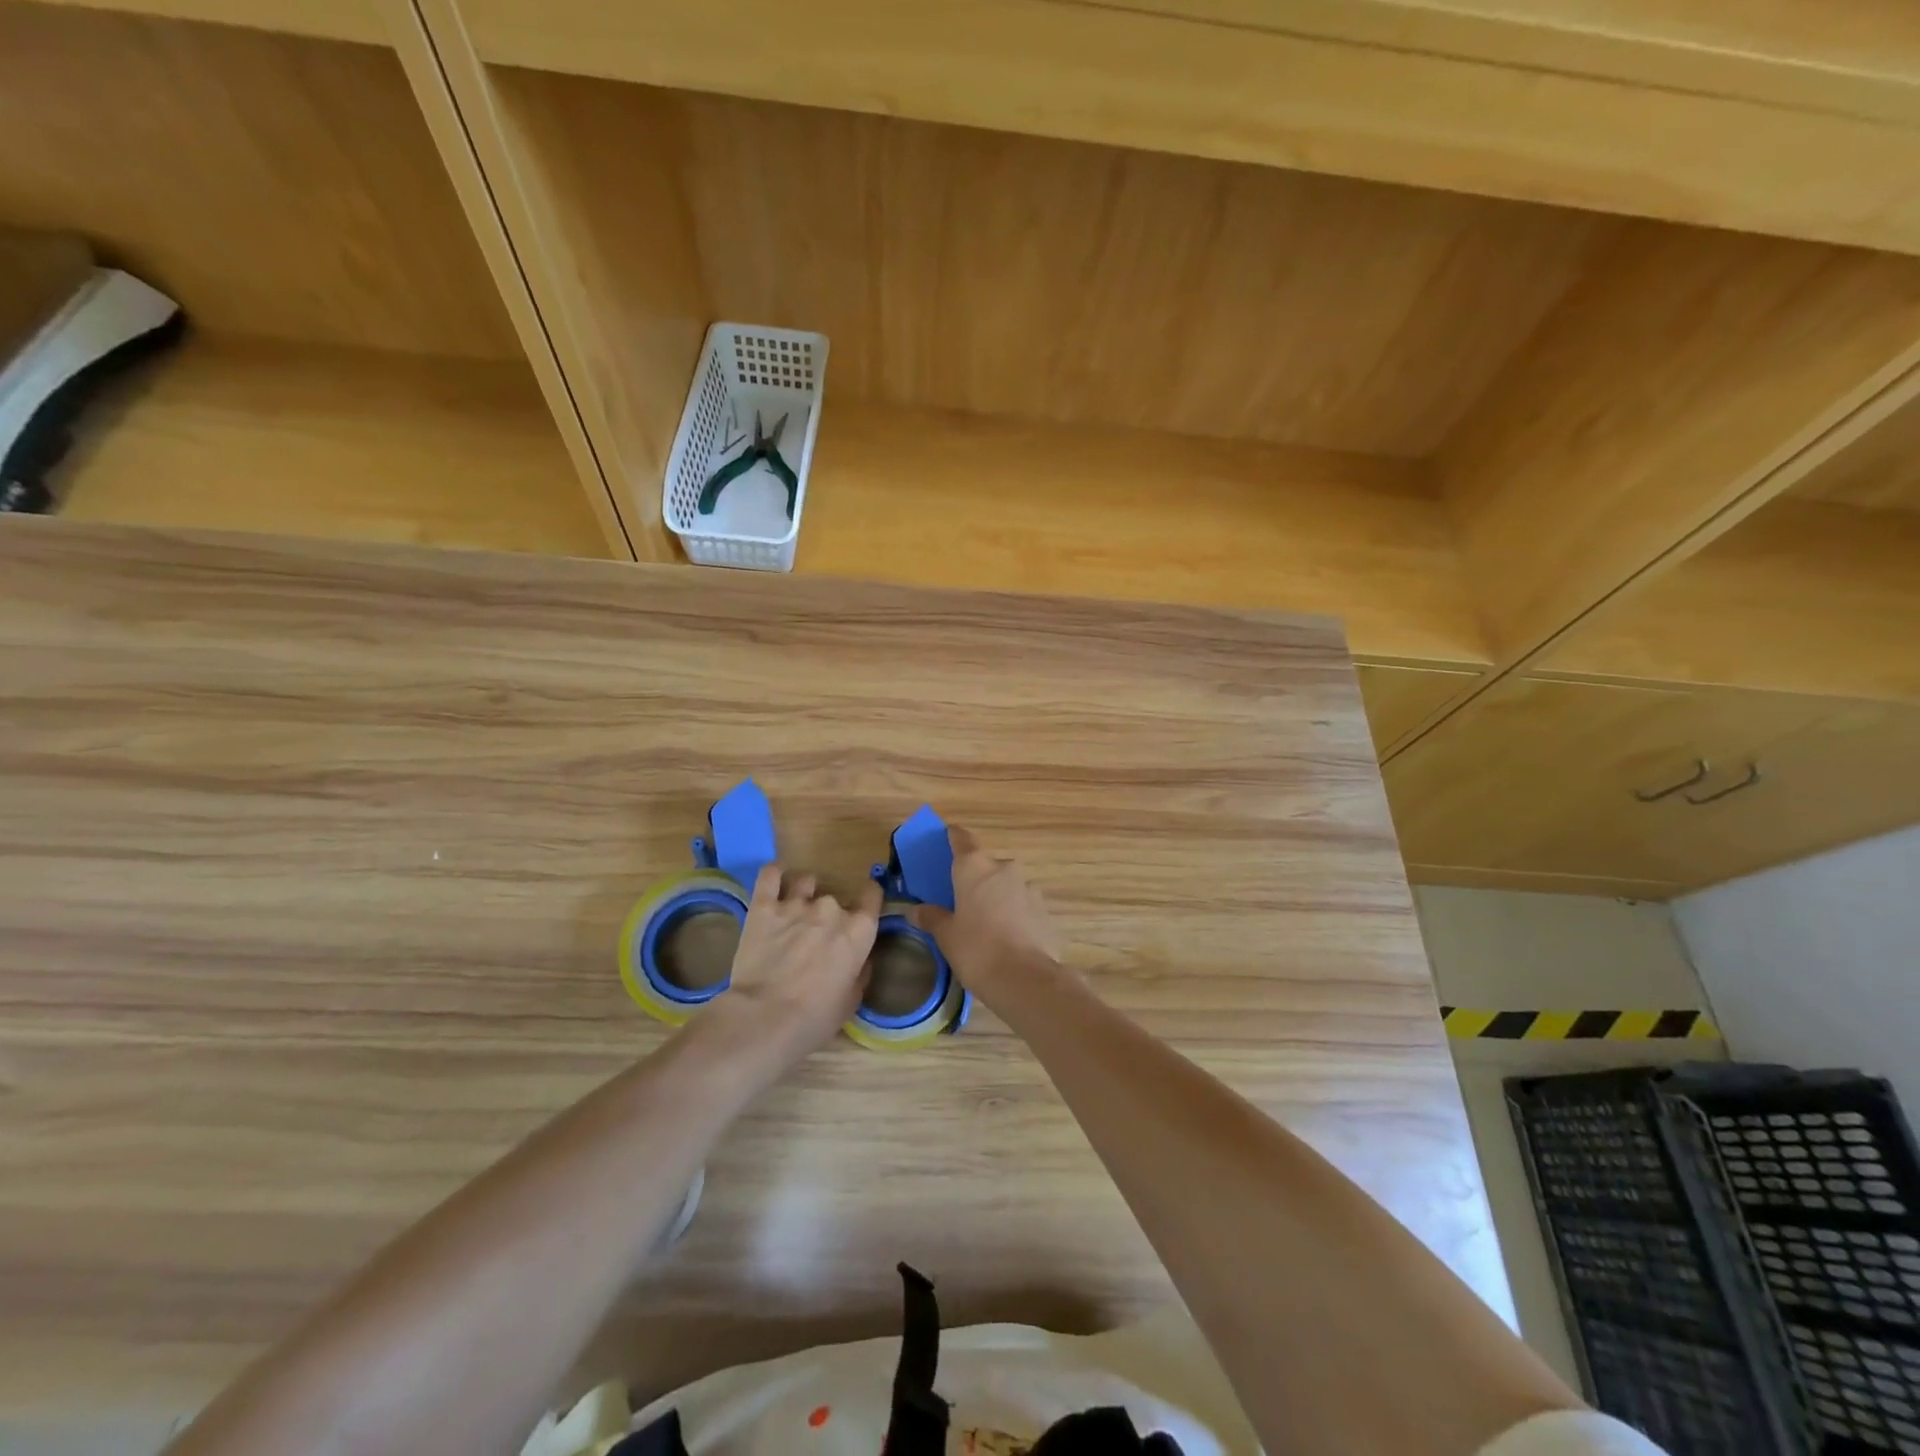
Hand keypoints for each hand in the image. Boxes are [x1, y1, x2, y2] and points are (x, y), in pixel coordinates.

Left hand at [711, 864, 880, 1069]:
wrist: (766, 1018)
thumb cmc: (816, 1017)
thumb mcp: (852, 1000)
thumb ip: (860, 971)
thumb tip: (859, 959)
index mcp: (859, 930)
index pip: (873, 895)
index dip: (868, 900)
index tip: (861, 909)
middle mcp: (831, 909)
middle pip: (835, 898)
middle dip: (828, 913)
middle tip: (815, 936)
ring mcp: (796, 904)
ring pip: (805, 881)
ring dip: (803, 893)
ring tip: (794, 910)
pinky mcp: (763, 906)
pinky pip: (769, 875)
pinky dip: (774, 874)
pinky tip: (774, 879)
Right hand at [909, 826, 1062, 1007]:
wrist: (1026, 979)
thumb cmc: (977, 950)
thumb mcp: (946, 936)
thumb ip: (931, 918)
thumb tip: (916, 910)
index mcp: (975, 868)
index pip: (962, 839)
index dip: (954, 837)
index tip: (948, 836)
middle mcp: (1004, 869)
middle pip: (986, 865)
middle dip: (976, 878)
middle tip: (962, 900)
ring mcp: (1029, 888)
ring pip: (1007, 885)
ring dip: (997, 897)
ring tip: (987, 924)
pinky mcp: (1045, 910)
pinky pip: (1024, 905)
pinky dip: (1015, 914)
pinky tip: (1008, 938)